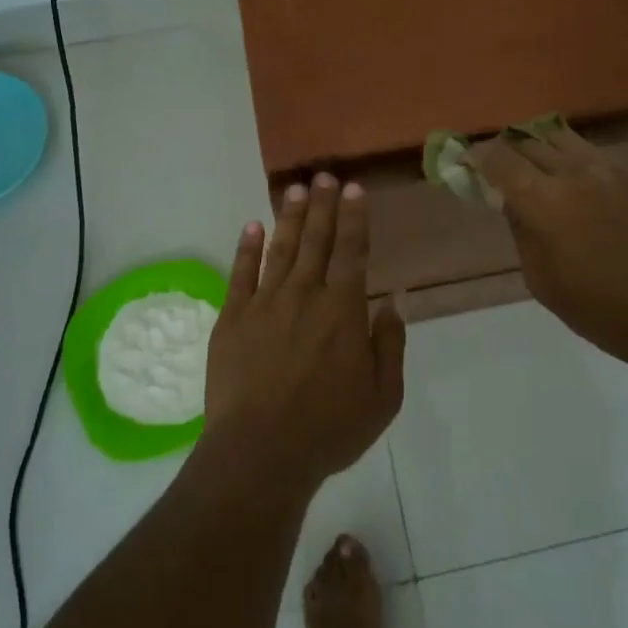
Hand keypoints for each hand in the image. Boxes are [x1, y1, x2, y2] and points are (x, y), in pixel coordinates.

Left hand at [201, 175, 405, 488]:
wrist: (260, 452)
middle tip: (323, 175)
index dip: (354, 217)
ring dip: (289, 216)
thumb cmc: (329, 428)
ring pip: (280, 248)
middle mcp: (305, 294)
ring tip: (294, 189)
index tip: (353, 189)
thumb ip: (390, 344)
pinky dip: (246, 248)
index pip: (353, 250)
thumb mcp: (382, 397)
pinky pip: (241, 274)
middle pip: (316, 239)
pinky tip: (252, 226)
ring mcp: (265, 303)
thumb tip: (394, 301)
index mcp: (344, 309)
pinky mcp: (232, 318)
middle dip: (322, 205)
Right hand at [469, 126, 627, 367]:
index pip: (499, 158)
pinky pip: (590, 152)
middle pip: (528, 140)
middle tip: (497, 164)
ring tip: (532, 163)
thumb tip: (509, 200)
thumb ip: (520, 230)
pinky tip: (571, 178)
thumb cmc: (597, 308)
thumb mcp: (541, 279)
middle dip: (505, 148)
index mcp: (544, 201)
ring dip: (538, 145)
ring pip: (560, 137)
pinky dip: (569, 156)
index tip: (467, 162)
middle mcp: (573, 172)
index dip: (477, 156)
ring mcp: (607, 169)